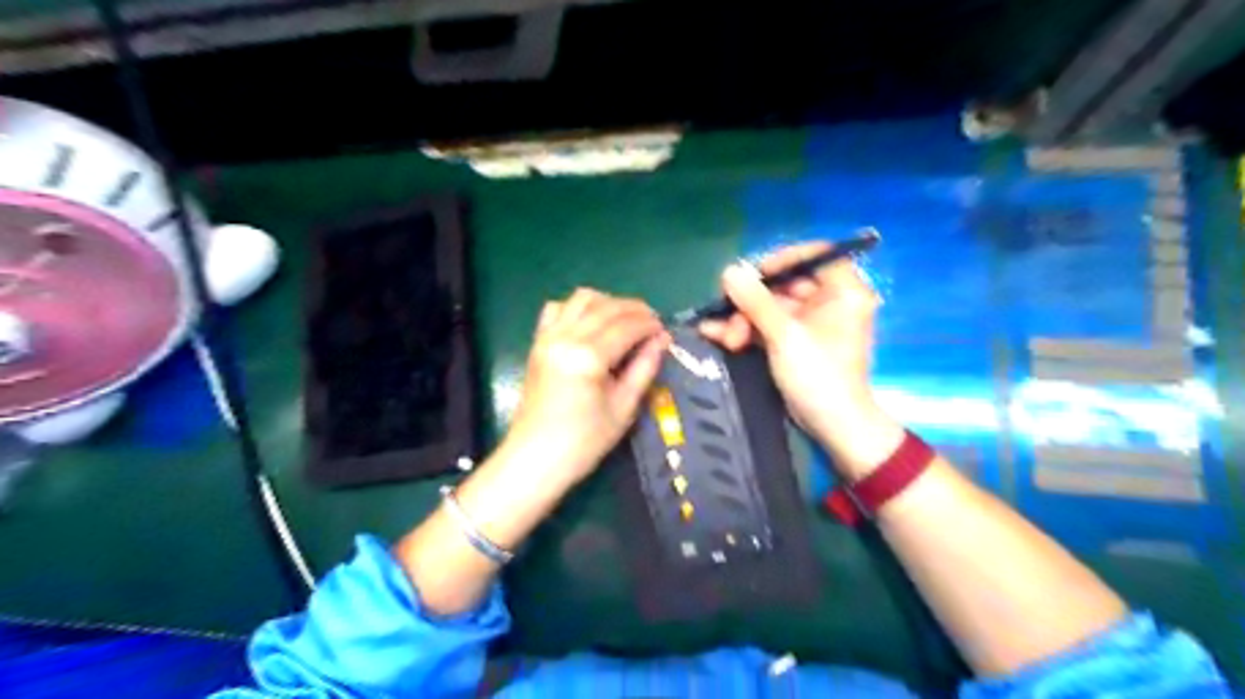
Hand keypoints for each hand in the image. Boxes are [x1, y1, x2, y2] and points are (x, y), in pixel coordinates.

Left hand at [503, 286, 670, 484]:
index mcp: (588, 357)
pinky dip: (579, 308)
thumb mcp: (624, 408)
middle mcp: (565, 337)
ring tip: (625, 321)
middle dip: (635, 309)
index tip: (665, 331)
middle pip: (606, 307)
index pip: (626, 326)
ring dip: (608, 303)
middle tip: (652, 323)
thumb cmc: (584, 442)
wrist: (535, 458)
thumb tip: (662, 339)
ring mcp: (548, 337)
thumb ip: (644, 368)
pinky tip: (592, 324)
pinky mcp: (538, 342)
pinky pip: (558, 308)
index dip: (650, 324)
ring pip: (582, 299)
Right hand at [698, 242, 904, 477]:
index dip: (782, 259)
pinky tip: (717, 335)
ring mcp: (811, 322)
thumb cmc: (819, 375)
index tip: (753, 274)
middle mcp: (830, 301)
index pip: (816, 254)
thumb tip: (729, 270)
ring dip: (743, 319)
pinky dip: (747, 330)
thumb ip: (756, 300)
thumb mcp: (784, 335)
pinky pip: (769, 325)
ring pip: (772, 306)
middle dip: (751, 301)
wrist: (833, 425)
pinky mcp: (796, 341)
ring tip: (724, 337)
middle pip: (786, 283)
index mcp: (843, 291)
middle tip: (726, 313)